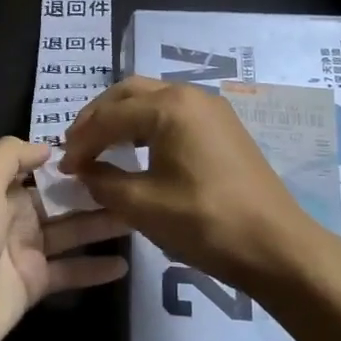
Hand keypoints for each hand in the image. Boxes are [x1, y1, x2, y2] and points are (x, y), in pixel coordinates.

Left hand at [0, 138, 126, 340]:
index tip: (111, 152)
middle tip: (138, 186)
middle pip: (62, 201)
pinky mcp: (34, 286)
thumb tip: (48, 148)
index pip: (42, 170)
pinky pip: (70, 272)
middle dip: (96, 193)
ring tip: (140, 219)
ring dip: (102, 226)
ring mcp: (25, 252)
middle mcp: (14, 216)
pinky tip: (124, 265)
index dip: (72, 163)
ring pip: (72, 233)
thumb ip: (9, 157)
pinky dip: (94, 269)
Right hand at [60, 77, 320, 290]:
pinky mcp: (223, 128)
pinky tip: (136, 151)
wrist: (277, 247)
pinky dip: (145, 125)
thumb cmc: (205, 223)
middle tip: (76, 147)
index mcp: (169, 107)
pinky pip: (173, 113)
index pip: (108, 116)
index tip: (64, 168)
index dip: (80, 142)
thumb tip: (85, 172)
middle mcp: (190, 95)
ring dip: (121, 118)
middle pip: (128, 93)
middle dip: (97, 118)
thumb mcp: (143, 205)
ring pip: (151, 99)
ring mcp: (211, 109)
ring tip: (100, 147)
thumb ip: (103, 183)